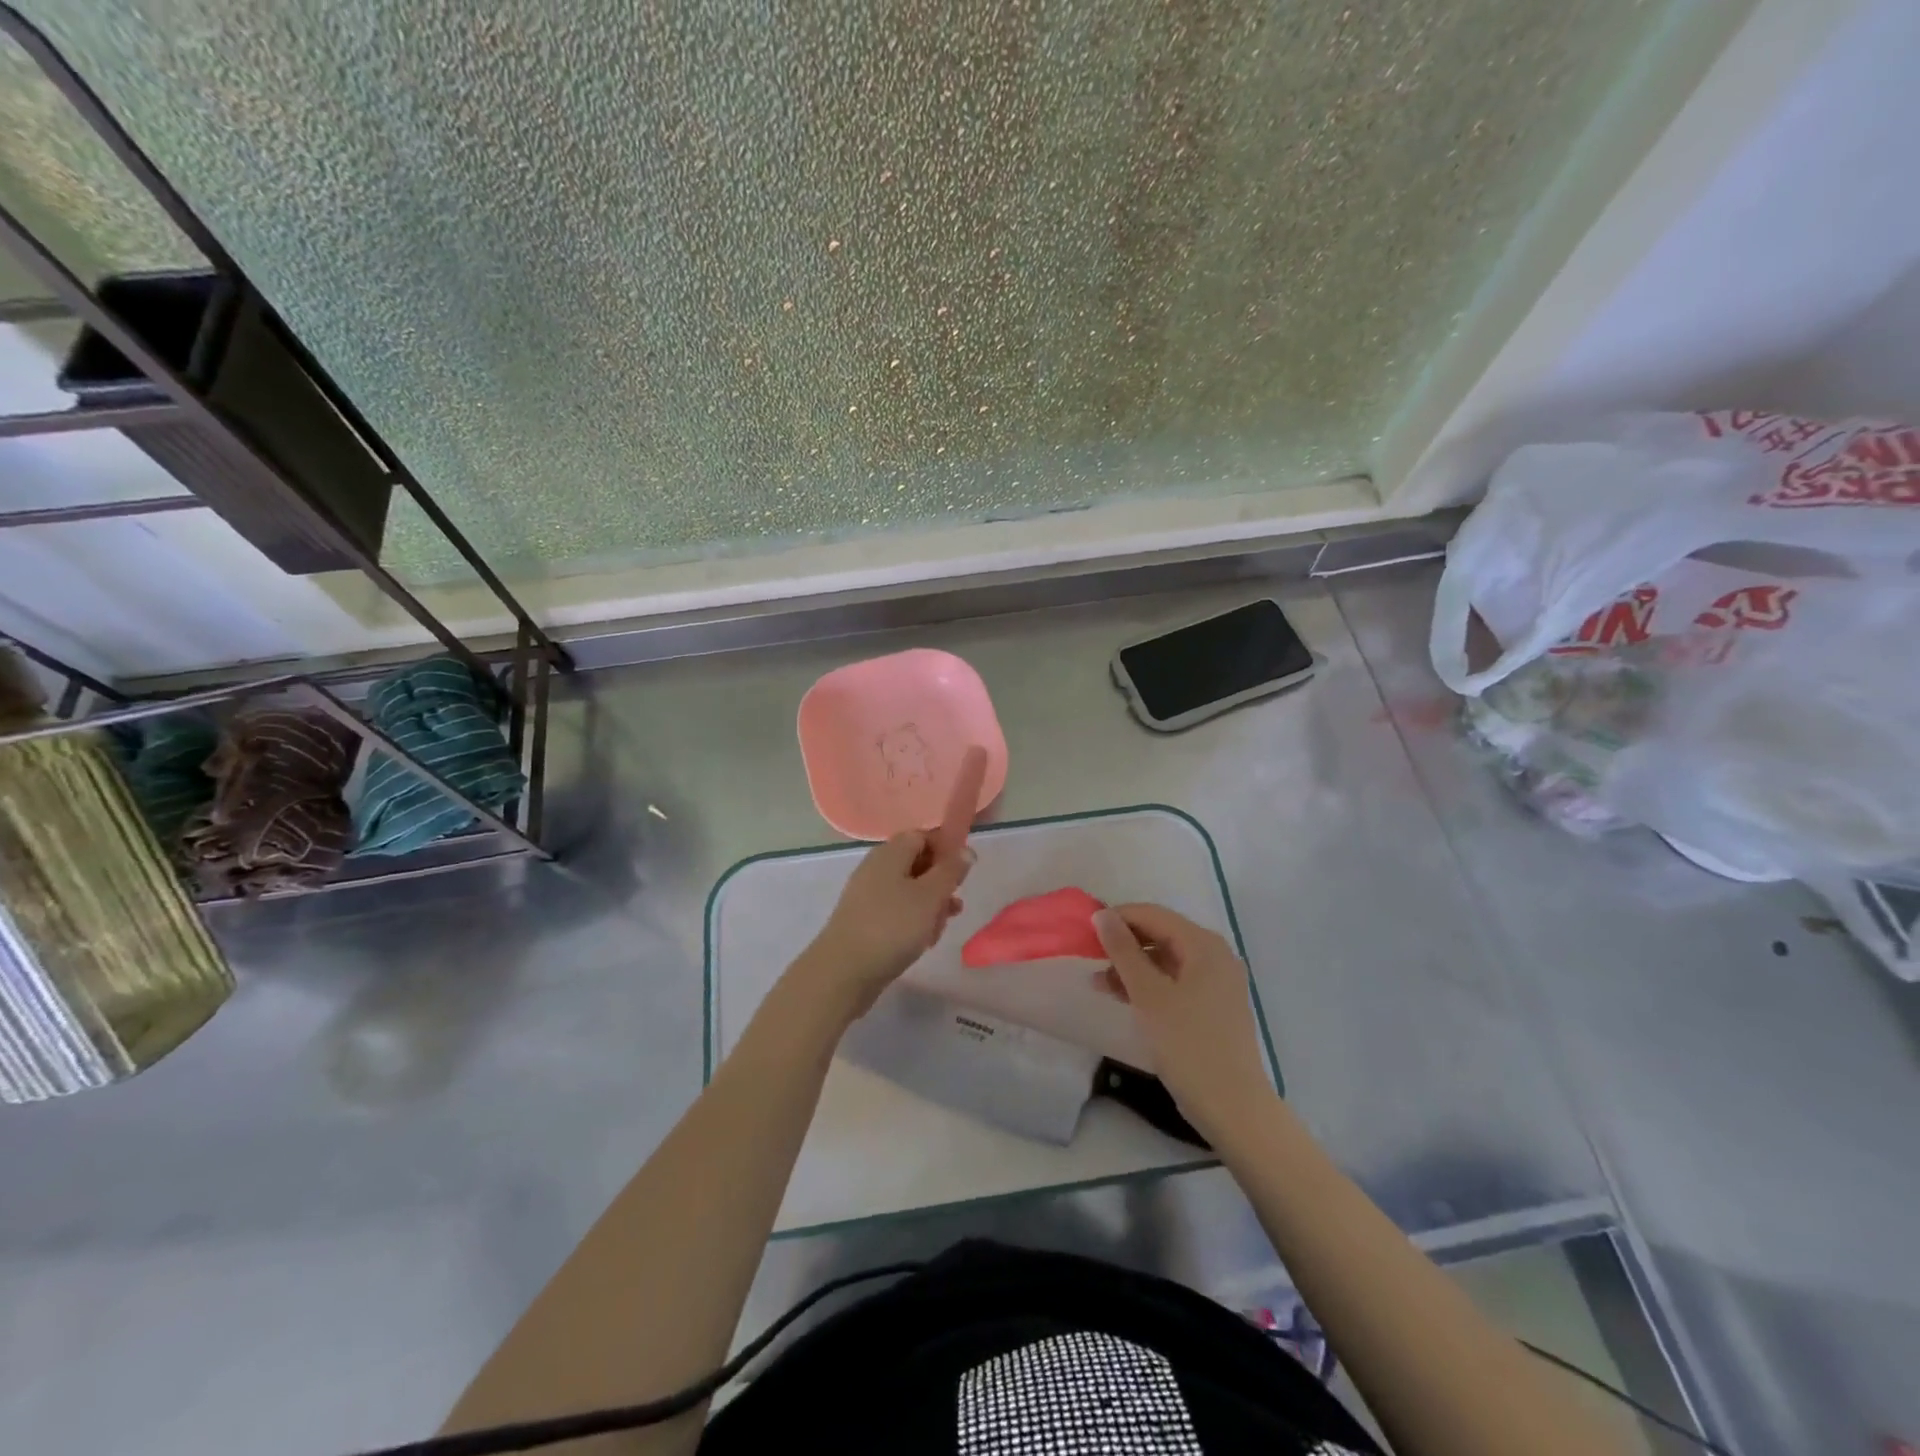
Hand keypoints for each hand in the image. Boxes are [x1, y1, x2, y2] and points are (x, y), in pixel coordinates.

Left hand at [798, 829, 973, 1021]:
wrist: (844, 971)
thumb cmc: (892, 926)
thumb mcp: (930, 896)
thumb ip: (951, 871)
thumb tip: (966, 851)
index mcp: (890, 853)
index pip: (922, 836)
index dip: (946, 849)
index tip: (962, 872)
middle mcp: (876, 868)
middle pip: (917, 864)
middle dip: (940, 883)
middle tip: (954, 905)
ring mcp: (867, 895)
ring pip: (909, 891)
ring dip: (930, 906)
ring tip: (941, 928)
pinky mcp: (864, 920)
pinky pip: (896, 911)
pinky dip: (913, 921)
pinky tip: (924, 941)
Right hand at [1094, 904, 1273, 1137]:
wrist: (1232, 1106)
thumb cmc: (1188, 1043)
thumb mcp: (1148, 994)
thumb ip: (1123, 950)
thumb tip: (1102, 915)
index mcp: (1204, 945)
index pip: (1153, 914)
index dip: (1117, 918)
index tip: (1085, 933)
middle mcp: (1215, 955)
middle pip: (1161, 934)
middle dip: (1124, 944)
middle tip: (1091, 959)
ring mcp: (1217, 982)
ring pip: (1166, 959)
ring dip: (1133, 967)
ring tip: (1100, 984)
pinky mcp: (1214, 1006)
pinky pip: (1176, 981)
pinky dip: (1150, 985)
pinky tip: (1125, 998)